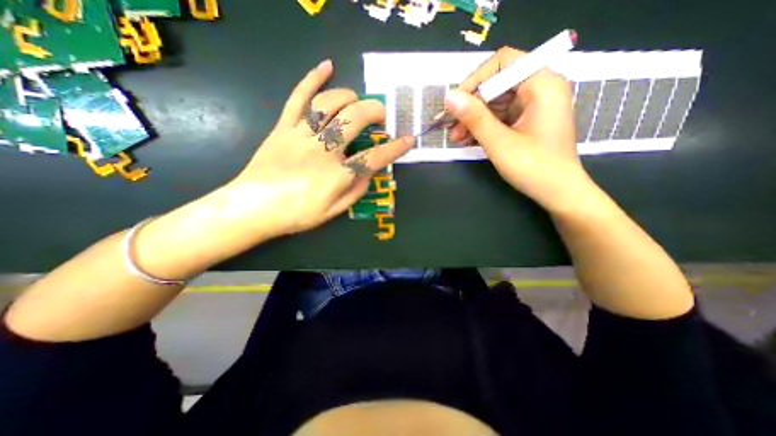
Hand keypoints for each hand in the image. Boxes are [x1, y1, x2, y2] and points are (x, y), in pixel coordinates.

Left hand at [224, 59, 414, 236]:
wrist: (252, 208)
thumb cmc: (296, 215)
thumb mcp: (333, 212)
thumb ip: (355, 192)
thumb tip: (370, 173)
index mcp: (337, 176)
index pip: (374, 158)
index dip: (394, 148)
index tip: (408, 139)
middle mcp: (322, 151)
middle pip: (354, 120)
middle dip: (374, 112)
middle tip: (381, 115)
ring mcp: (301, 135)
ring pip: (330, 104)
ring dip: (350, 97)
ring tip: (358, 101)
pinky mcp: (283, 128)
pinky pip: (298, 98)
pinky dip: (313, 79)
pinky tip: (327, 66)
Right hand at [445, 47, 591, 211]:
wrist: (558, 193)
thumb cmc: (534, 168)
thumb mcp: (499, 143)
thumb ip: (474, 118)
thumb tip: (449, 97)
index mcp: (542, 84)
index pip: (502, 63)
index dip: (474, 81)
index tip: (454, 104)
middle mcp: (539, 88)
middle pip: (495, 85)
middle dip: (469, 107)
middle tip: (449, 127)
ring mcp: (532, 105)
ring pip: (494, 103)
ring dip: (472, 120)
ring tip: (455, 139)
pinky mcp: (526, 120)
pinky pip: (498, 117)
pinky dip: (481, 127)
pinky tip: (466, 140)